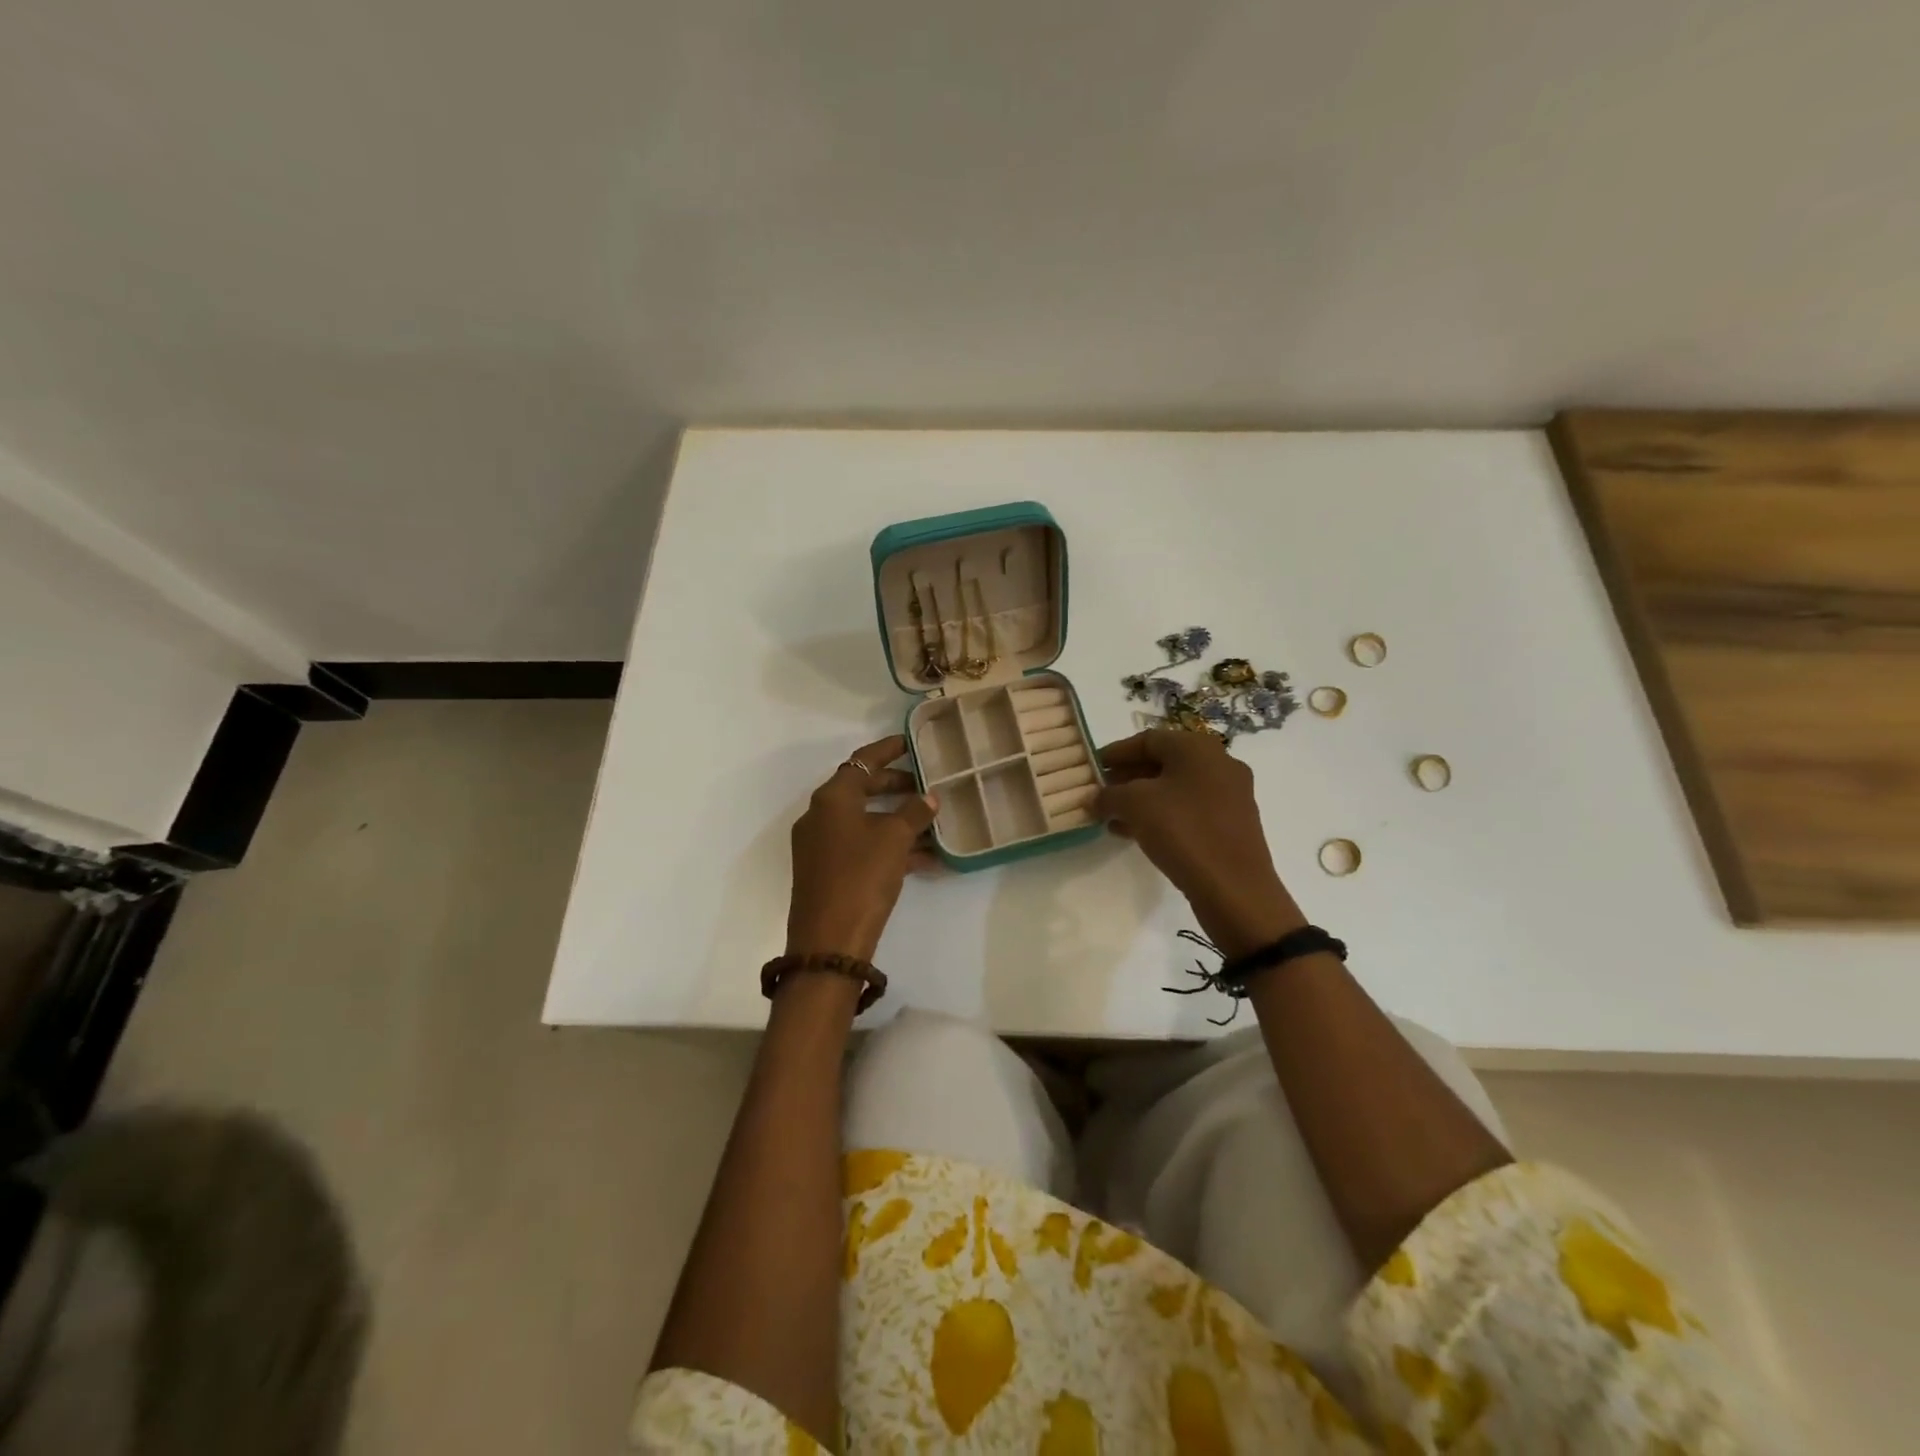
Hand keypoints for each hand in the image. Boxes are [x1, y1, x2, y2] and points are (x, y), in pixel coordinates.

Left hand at [785, 735, 938, 962]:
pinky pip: (863, 847)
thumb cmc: (861, 876)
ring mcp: (822, 845)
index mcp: (832, 798)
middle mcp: (821, 816)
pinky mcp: (828, 871)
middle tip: (928, 785)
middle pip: (863, 789)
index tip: (912, 742)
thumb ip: (914, 812)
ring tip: (935, 823)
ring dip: (899, 821)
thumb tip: (929, 797)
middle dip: (897, 787)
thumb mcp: (894, 839)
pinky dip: (890, 847)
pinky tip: (927, 859)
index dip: (888, 749)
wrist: (830, 940)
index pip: (862, 761)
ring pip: (866, 821)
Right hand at [1095, 730, 1304, 955]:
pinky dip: (1161, 815)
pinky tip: (1135, 834)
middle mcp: (1219, 763)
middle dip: (1128, 777)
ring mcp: (1229, 795)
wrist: (1235, 889)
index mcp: (1198, 748)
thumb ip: (1109, 795)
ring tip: (1112, 817)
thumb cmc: (1183, 831)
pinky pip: (1188, 810)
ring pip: (1175, 788)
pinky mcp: (1231, 824)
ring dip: (1141, 799)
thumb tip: (1096, 798)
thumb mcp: (1135, 805)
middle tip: (1101, 793)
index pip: (1148, 739)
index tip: (1093, 767)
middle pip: (1163, 762)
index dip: (1116, 752)